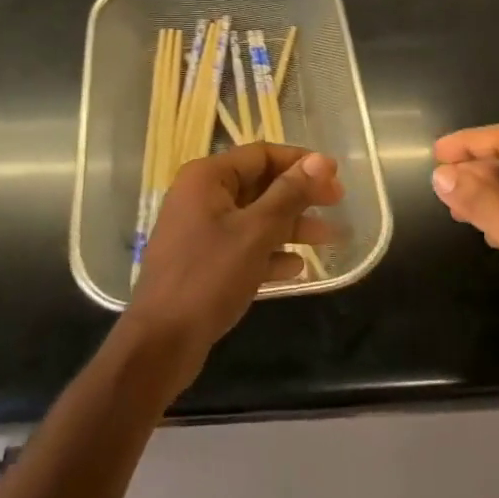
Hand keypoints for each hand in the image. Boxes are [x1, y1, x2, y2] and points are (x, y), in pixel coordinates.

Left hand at [123, 142, 341, 388]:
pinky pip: (243, 246)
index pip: (261, 154)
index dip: (300, 162)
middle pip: (260, 184)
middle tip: (337, 203)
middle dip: (299, 195)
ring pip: (254, 217)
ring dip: (290, 226)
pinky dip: (269, 252)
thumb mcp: (256, 232)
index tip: (335, 175)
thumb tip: (322, 160)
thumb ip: (289, 194)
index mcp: (207, 177)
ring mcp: (200, 230)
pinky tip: (296, 268)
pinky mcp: (203, 261)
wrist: (160, 343)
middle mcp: (201, 195)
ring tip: (330, 238)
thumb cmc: (209, 277)